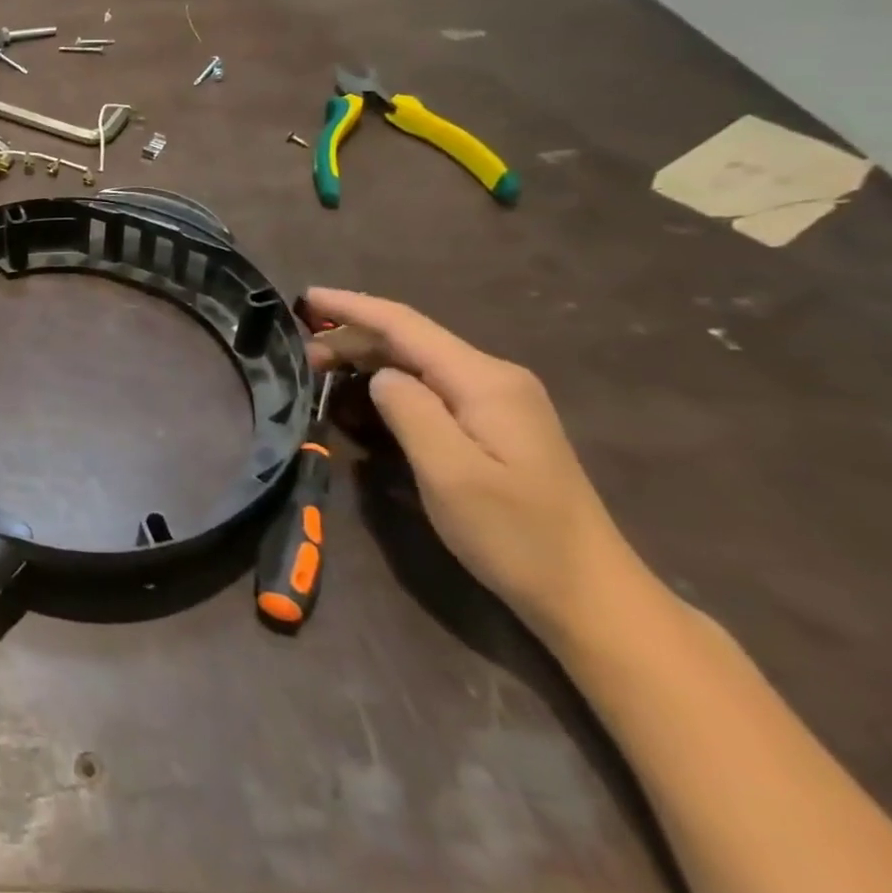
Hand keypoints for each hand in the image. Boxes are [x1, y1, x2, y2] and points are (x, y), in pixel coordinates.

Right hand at [304, 287, 638, 641]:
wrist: (591, 595)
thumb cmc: (516, 536)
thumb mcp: (451, 474)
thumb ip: (410, 411)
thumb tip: (380, 376)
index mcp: (484, 381)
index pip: (405, 325)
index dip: (351, 307)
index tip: (305, 297)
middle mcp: (494, 378)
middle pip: (410, 339)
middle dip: (352, 336)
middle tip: (300, 354)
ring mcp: (499, 401)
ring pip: (418, 360)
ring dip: (368, 357)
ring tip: (320, 368)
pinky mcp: (496, 424)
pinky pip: (431, 383)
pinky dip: (390, 378)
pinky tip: (366, 391)